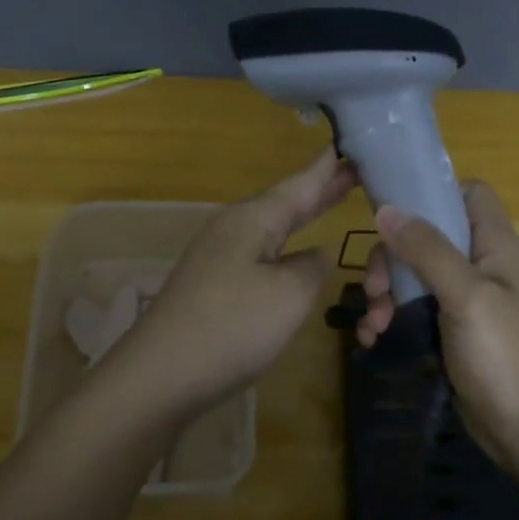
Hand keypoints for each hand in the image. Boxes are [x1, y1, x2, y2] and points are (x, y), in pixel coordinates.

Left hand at [105, 148, 355, 413]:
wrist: (161, 376)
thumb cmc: (231, 328)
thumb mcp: (290, 295)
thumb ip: (312, 267)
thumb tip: (314, 254)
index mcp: (253, 218)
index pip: (302, 182)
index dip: (331, 166)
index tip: (356, 143)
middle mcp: (234, 228)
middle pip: (287, 200)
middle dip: (322, 187)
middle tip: (357, 169)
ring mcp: (220, 256)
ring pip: (274, 226)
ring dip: (305, 214)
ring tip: (335, 199)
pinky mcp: (214, 285)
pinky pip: (262, 252)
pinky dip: (288, 243)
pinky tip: (296, 252)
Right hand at [356, 182, 518, 466]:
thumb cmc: (506, 358)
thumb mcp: (466, 296)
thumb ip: (428, 250)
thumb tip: (386, 208)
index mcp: (495, 247)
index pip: (469, 194)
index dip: (434, 192)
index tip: (394, 211)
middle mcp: (481, 267)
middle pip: (428, 236)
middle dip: (392, 257)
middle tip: (374, 287)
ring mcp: (467, 302)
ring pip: (415, 275)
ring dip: (386, 293)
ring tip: (373, 324)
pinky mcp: (452, 333)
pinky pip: (414, 311)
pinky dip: (391, 319)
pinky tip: (372, 339)